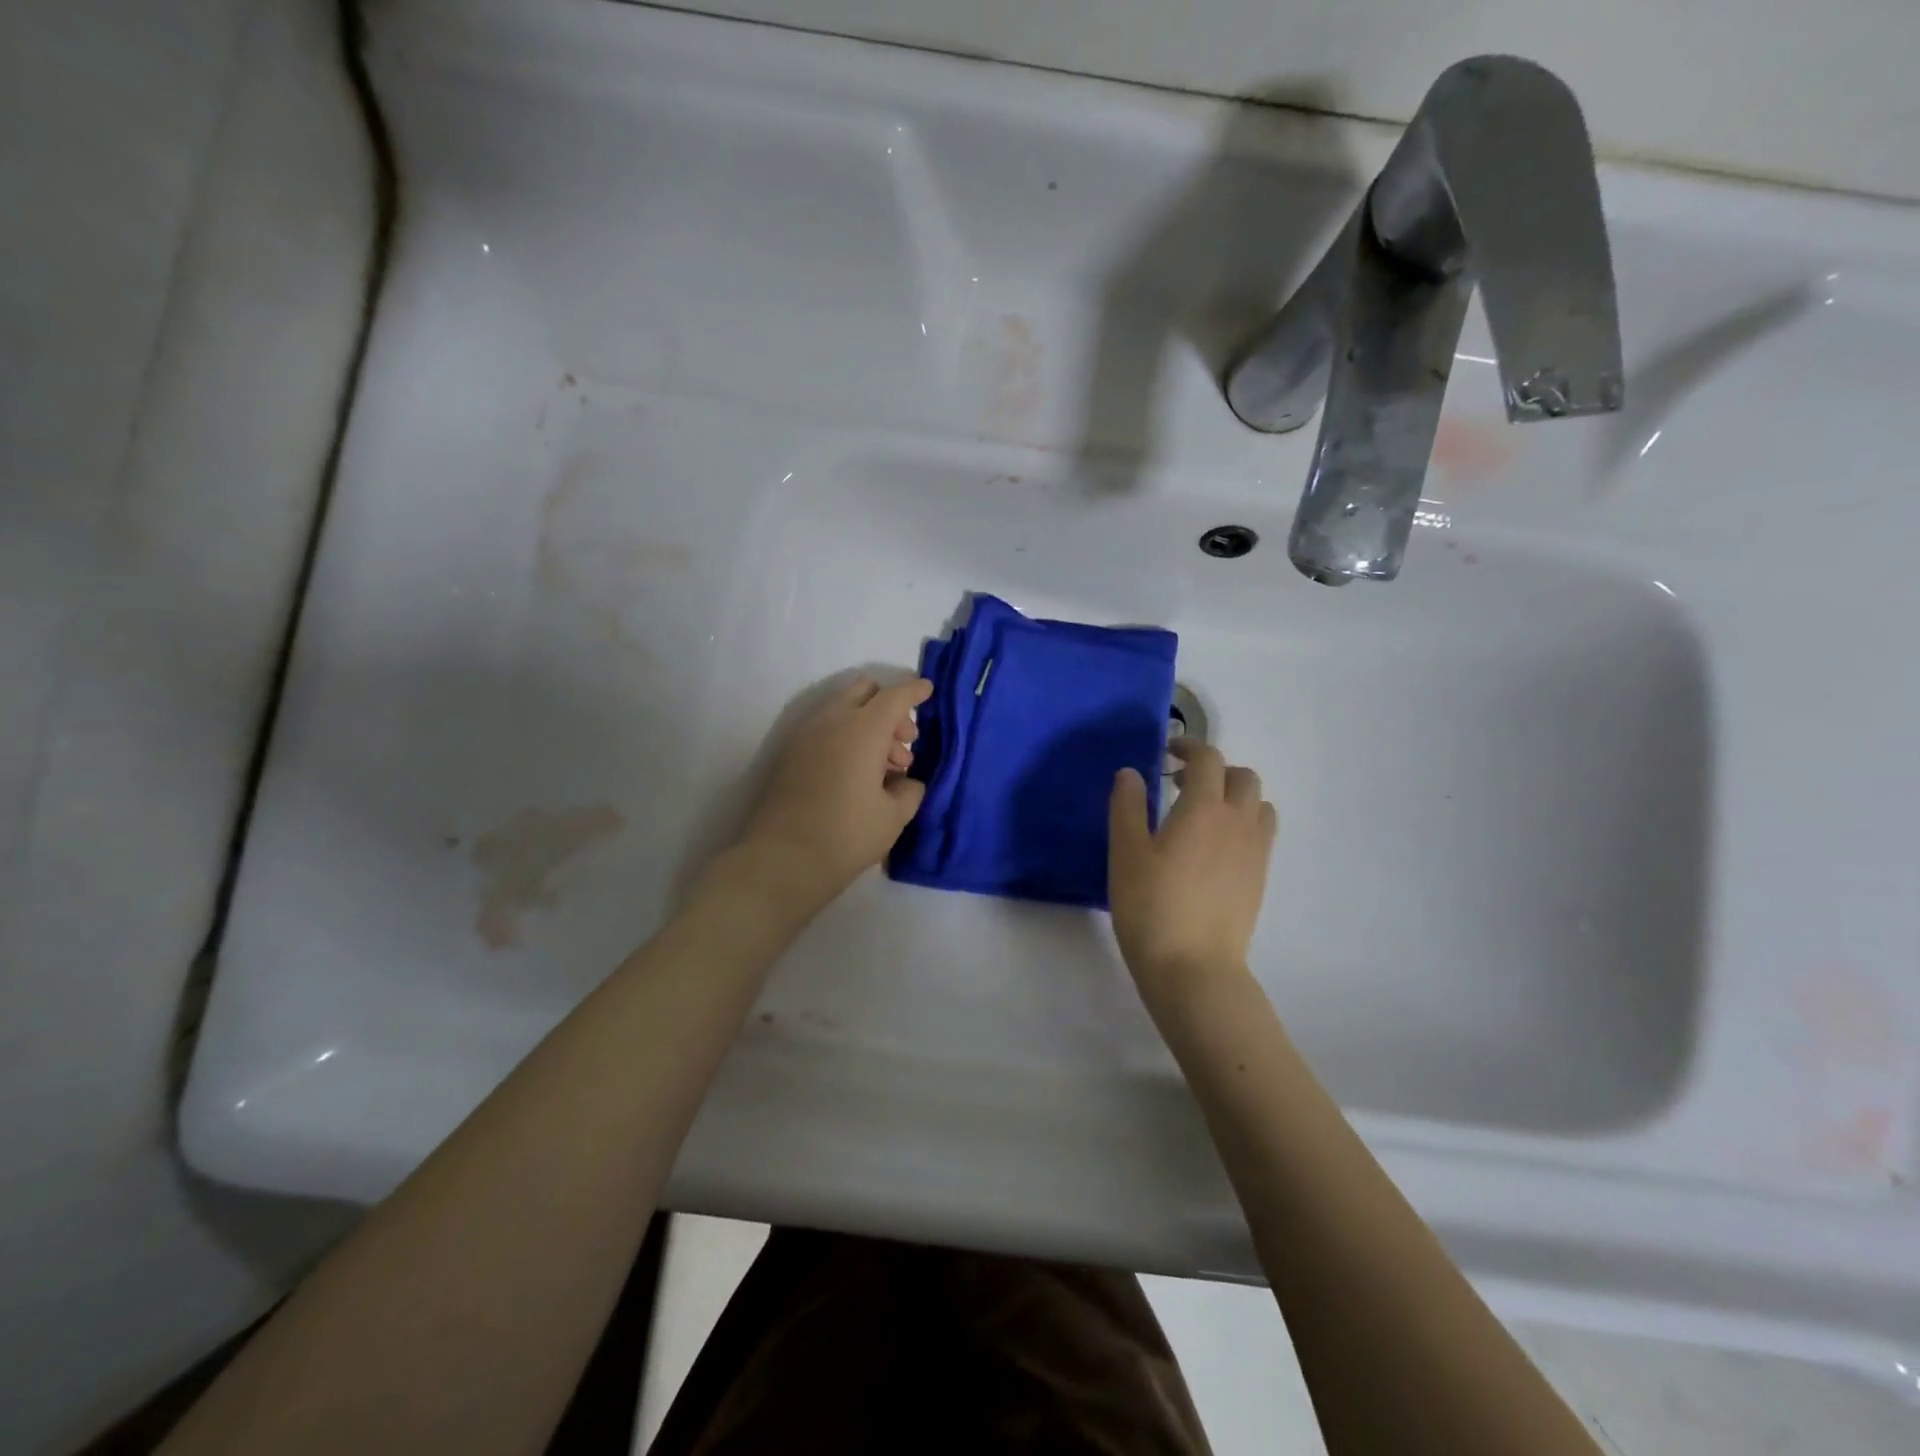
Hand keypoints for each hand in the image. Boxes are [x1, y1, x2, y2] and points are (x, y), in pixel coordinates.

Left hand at [736, 675, 931, 906]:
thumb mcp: (894, 817)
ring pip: (843, 709)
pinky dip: (846, 736)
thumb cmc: (846, 836)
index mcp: (862, 730)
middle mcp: (831, 721)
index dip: (915, 691)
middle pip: (864, 690)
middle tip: (904, 743)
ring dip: (868, 724)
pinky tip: (857, 774)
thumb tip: (907, 781)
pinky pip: (825, 728)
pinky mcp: (790, 753)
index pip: (894, 696)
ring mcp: (805, 735)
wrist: (781, 861)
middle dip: (889, 707)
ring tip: (885, 768)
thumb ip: (910, 789)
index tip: (929, 690)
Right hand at [1108, 740, 1276, 998]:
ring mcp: (1255, 851)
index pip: (1208, 759)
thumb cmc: (1151, 907)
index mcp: (1204, 808)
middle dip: (1214, 770)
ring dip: (1233, 796)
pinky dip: (1243, 822)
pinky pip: (1261, 832)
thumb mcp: (1126, 853)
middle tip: (1180, 785)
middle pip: (1242, 776)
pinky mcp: (1260, 878)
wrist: (1193, 968)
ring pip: (1257, 804)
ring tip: (1202, 814)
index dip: (1188, 746)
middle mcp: (1238, 821)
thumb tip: (1131, 774)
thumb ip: (1127, 807)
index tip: (1166, 751)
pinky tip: (1214, 847)